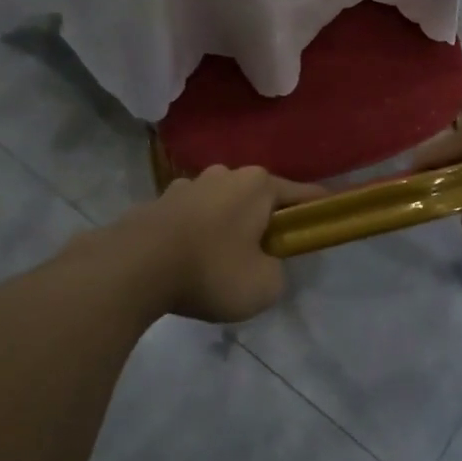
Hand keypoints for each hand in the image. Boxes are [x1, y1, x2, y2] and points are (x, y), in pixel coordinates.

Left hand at [112, 166, 326, 323]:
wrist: (134, 267)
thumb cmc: (211, 270)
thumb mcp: (264, 286)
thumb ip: (277, 271)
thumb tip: (263, 262)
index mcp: (258, 185)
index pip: (302, 194)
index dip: (317, 209)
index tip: (327, 219)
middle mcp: (226, 174)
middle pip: (259, 197)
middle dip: (266, 221)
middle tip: (267, 254)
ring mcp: (189, 184)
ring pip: (223, 204)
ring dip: (228, 225)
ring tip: (222, 261)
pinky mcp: (160, 200)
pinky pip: (192, 216)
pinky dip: (198, 232)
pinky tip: (189, 259)